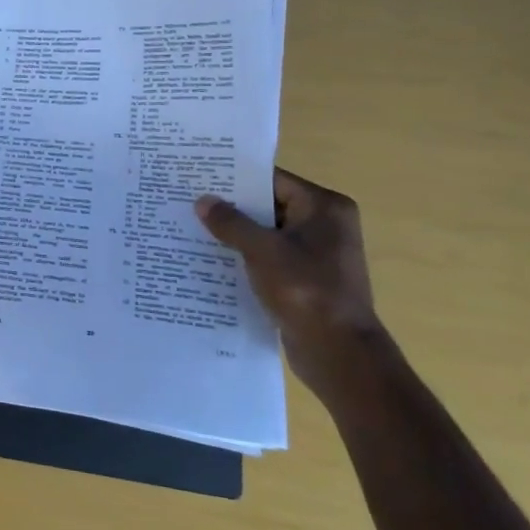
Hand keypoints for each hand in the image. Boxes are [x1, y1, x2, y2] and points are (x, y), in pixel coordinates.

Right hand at [196, 168, 391, 403]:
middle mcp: (326, 225)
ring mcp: (317, 254)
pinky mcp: (307, 279)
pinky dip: (246, 256)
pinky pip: (270, 257)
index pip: (273, 180)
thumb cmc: (306, 291)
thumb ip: (231, 223)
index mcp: (325, 208)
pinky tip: (213, 259)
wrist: (339, 353)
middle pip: (270, 205)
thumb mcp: (262, 251)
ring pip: (268, 233)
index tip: (201, 176)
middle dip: (232, 207)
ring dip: (236, 233)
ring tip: (193, 227)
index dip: (237, 178)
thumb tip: (203, 201)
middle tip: (190, 200)